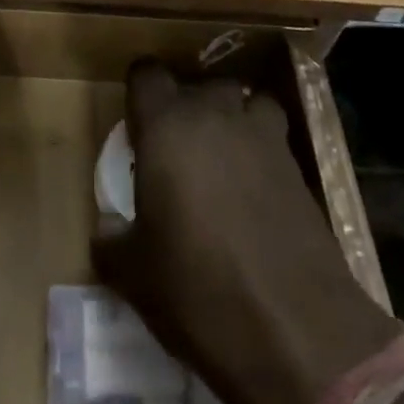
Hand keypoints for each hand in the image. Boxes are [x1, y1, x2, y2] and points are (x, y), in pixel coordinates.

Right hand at [94, 62, 402, 403]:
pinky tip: (258, 192)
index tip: (138, 127)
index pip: (146, 73)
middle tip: (179, 154)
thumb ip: (111, 241)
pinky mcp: (297, 164)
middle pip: (198, 85)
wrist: (295, 330)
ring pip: (244, 101)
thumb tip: (106, 230)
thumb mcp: (134, 275)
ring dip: (232, 120)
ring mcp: (261, 134)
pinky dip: (264, 150)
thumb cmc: (198, 290)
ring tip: (224, 162)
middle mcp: (213, 113)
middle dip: (188, 109)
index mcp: (165, 125)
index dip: (140, 94)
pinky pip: (273, 136)